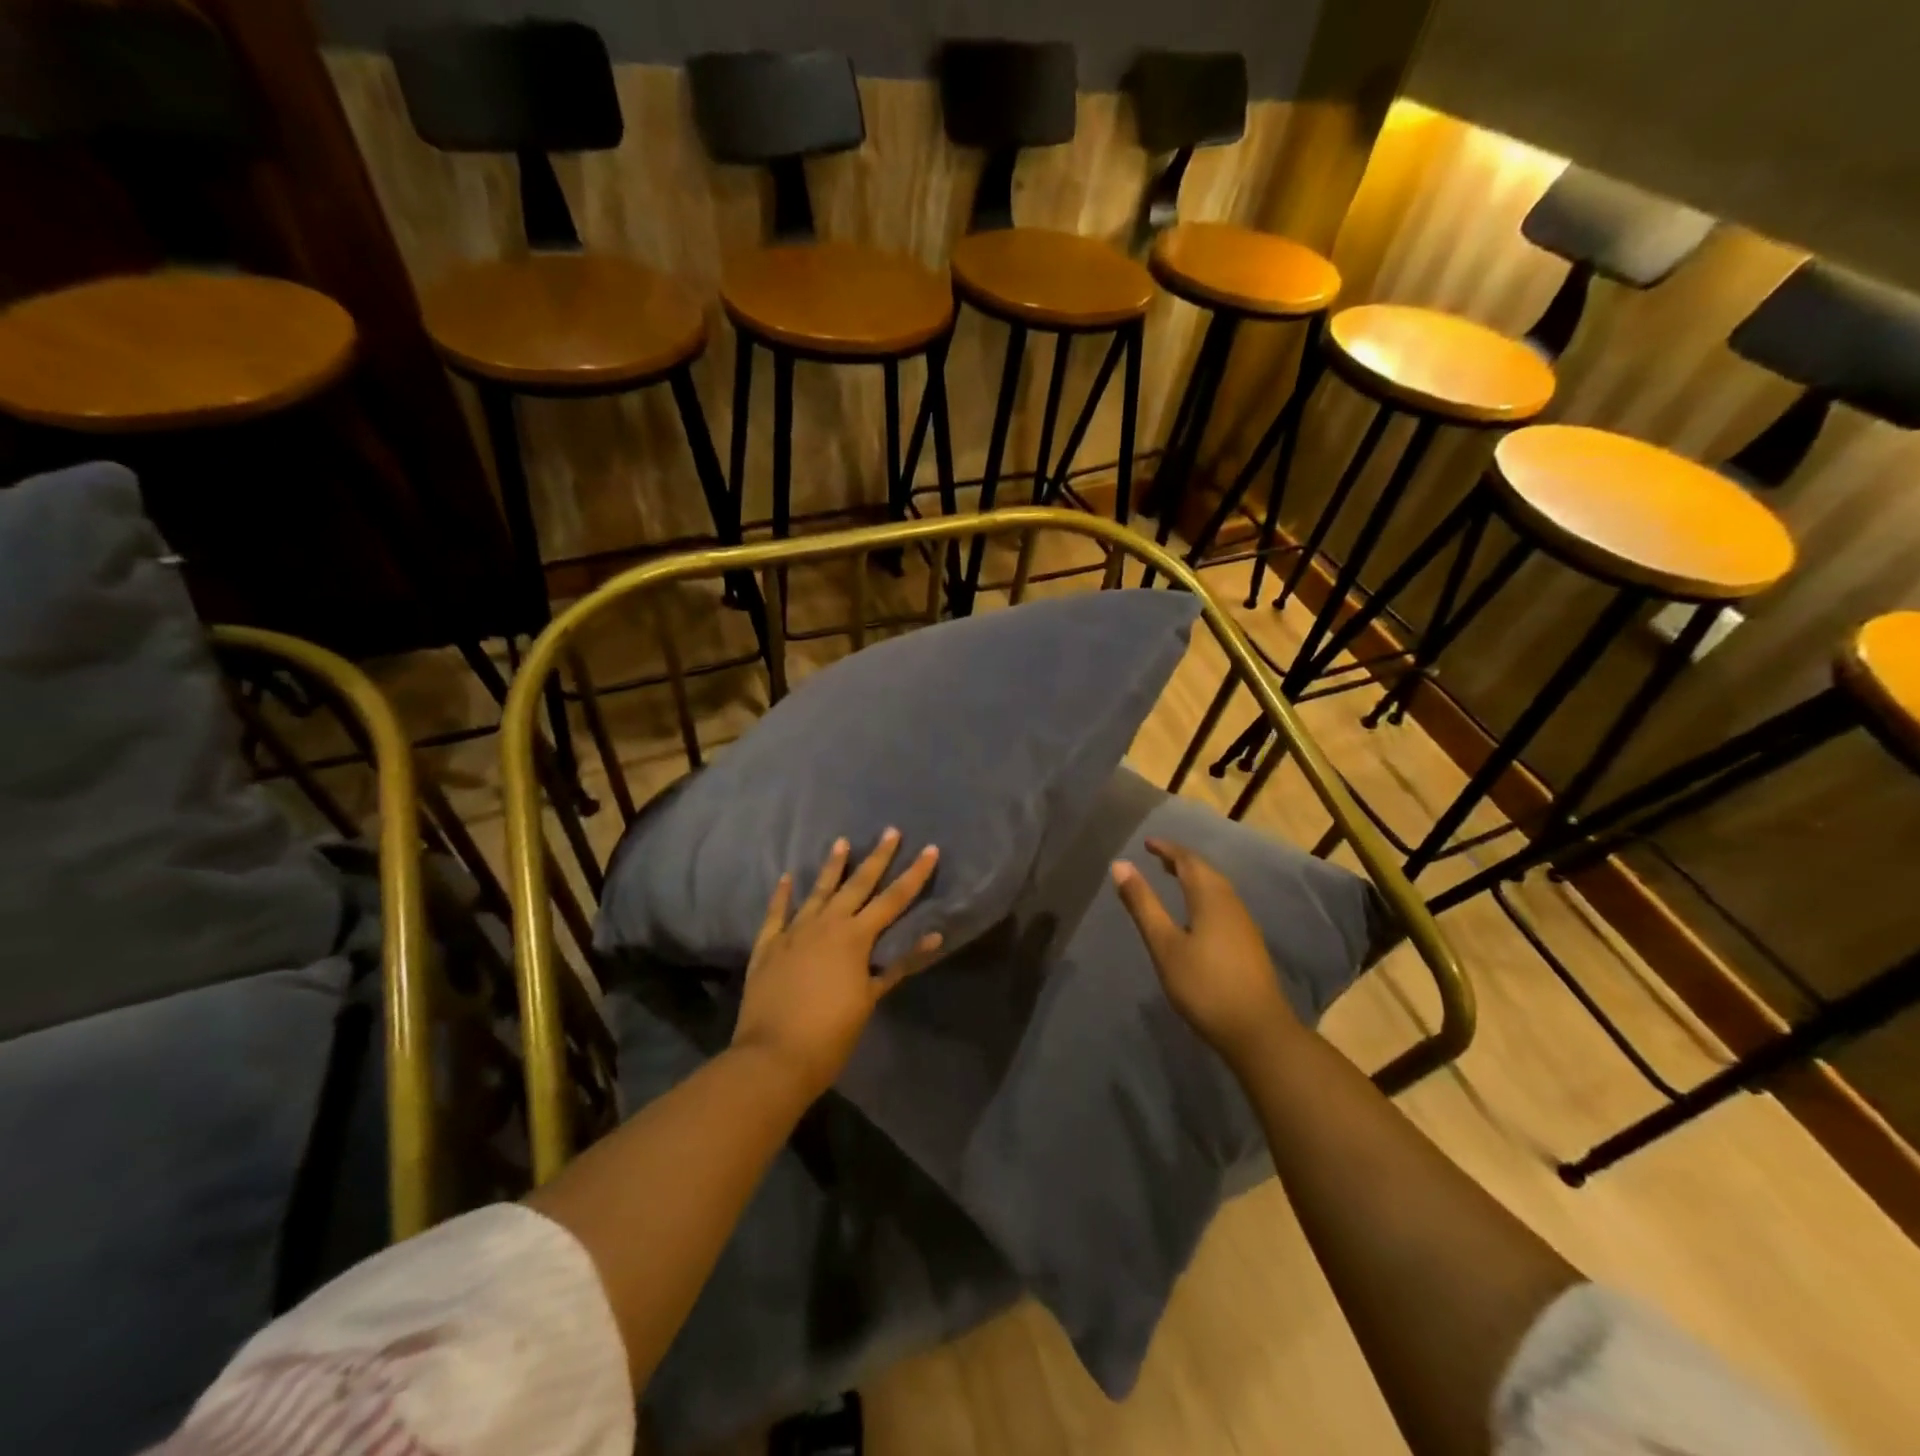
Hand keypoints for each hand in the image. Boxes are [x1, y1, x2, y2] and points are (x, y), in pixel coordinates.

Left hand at [731, 829, 943, 1099]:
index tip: (930, 849)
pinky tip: (786, 878)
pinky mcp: (768, 946)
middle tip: (890, 831)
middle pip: (857, 884)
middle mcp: (826, 924)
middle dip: (877, 858)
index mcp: (855, 938)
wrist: (774, 1056)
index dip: (914, 875)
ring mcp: (793, 932)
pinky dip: (782, 895)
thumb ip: (899, 965)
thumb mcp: (870, 999)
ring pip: (817, 891)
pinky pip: (776, 913)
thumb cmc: (831, 1033)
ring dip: (832, 866)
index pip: (893, 899)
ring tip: (842, 842)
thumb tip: (933, 936)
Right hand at [1111, 837, 1297, 1071]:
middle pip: (1205, 871)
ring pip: (1217, 888)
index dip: (1167, 849)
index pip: (1187, 861)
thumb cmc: (1204, 985)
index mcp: (1210, 897)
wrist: (1257, 1030)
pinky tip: (1196, 913)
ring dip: (1194, 877)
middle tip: (1157, 858)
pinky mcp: (1248, 943)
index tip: (1147, 843)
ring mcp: (1244, 924)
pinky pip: (1223, 904)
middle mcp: (1231, 903)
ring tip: (1173, 879)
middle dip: (1181, 860)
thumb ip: (1143, 904)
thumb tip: (1121, 865)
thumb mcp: (1164, 945)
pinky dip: (1204, 895)